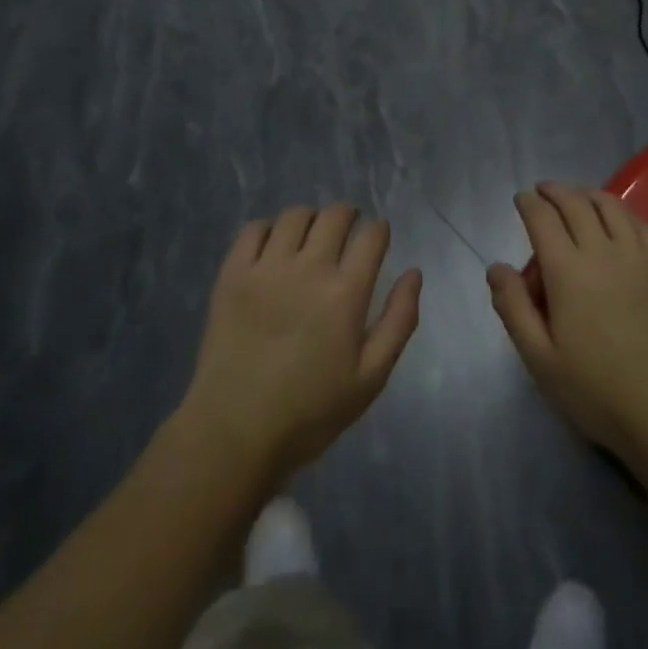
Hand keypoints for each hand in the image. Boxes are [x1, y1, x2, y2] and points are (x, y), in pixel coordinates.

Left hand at [184, 204, 422, 481]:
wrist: (234, 432)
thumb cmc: (310, 411)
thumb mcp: (370, 378)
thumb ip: (399, 321)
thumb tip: (414, 273)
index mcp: (345, 293)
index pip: (371, 236)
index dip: (379, 230)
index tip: (378, 236)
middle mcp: (308, 268)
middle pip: (334, 216)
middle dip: (348, 215)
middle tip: (348, 232)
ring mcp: (266, 267)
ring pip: (295, 216)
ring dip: (311, 219)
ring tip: (310, 237)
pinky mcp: (232, 274)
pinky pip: (253, 229)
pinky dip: (268, 229)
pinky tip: (273, 247)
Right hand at [488, 183, 647, 466]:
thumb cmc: (596, 390)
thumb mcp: (540, 358)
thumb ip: (513, 308)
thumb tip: (496, 267)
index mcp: (567, 271)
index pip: (542, 219)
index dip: (529, 203)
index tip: (521, 199)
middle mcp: (602, 251)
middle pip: (575, 204)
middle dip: (555, 191)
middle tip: (544, 191)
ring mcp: (640, 256)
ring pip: (611, 206)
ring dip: (588, 194)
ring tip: (577, 196)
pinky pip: (643, 224)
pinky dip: (623, 211)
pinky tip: (619, 218)